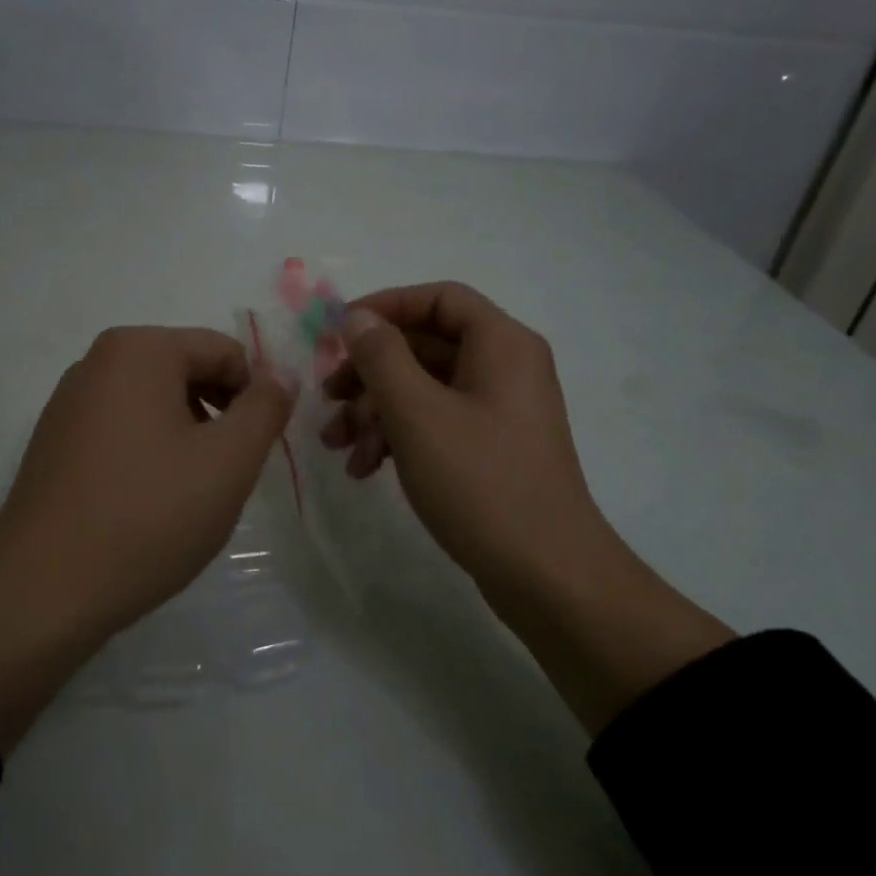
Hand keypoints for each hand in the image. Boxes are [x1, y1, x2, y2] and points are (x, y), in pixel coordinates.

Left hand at [0, 327, 293, 748]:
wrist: (42, 591)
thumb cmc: (148, 516)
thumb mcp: (228, 461)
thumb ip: (266, 409)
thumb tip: (279, 377)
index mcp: (138, 349)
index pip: (225, 352)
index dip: (254, 397)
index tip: (257, 450)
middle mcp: (97, 361)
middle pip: (187, 372)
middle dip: (218, 416)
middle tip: (226, 476)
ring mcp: (69, 402)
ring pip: (155, 404)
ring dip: (187, 437)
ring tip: (188, 496)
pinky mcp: (54, 442)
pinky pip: (121, 429)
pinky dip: (149, 454)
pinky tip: (147, 505)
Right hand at [320, 281, 607, 595]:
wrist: (546, 576)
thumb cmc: (480, 482)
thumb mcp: (417, 413)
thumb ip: (381, 356)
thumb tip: (357, 318)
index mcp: (501, 344)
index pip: (438, 298)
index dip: (384, 306)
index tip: (337, 333)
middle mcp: (504, 368)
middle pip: (424, 346)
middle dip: (369, 372)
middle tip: (328, 397)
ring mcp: (497, 410)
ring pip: (423, 389)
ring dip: (374, 411)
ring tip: (337, 445)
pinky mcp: (489, 448)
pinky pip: (435, 423)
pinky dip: (397, 437)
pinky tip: (364, 468)